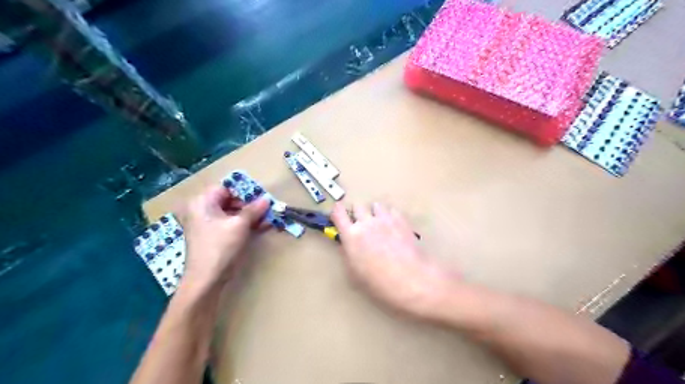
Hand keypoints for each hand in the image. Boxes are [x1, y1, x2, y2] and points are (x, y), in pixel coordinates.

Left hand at [176, 186, 269, 290]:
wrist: (206, 279)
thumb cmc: (220, 246)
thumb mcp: (240, 225)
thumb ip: (254, 209)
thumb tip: (267, 199)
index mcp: (202, 202)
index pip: (226, 188)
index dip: (244, 191)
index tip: (261, 197)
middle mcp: (201, 210)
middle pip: (229, 200)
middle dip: (249, 204)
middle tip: (267, 208)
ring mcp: (206, 224)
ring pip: (231, 213)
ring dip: (249, 215)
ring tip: (268, 218)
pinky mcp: (213, 236)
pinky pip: (230, 224)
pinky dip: (244, 224)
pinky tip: (261, 226)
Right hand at [332, 202, 459, 319]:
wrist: (412, 279)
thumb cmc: (380, 283)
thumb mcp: (355, 274)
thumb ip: (347, 255)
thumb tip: (346, 245)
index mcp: (351, 236)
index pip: (338, 213)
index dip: (337, 211)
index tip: (339, 215)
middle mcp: (366, 222)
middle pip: (358, 205)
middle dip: (358, 213)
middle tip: (363, 225)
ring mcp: (385, 219)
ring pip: (376, 205)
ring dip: (375, 213)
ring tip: (380, 225)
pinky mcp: (401, 220)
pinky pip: (392, 210)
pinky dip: (391, 216)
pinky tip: (395, 228)